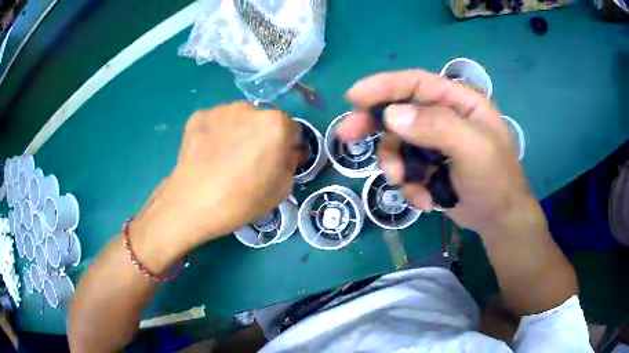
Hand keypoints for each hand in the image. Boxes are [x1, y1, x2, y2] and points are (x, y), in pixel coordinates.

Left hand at [134, 102, 298, 254]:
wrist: (194, 203)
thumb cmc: (243, 199)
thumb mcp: (282, 189)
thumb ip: (290, 163)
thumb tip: (285, 152)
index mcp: (276, 124)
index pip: (291, 130)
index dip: (286, 147)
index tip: (277, 162)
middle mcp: (249, 108)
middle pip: (263, 121)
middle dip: (262, 136)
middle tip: (248, 161)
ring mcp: (221, 109)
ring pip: (238, 119)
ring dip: (238, 132)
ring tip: (224, 158)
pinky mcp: (199, 116)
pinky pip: (215, 123)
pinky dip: (215, 134)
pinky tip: (207, 154)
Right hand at [337, 70, 540, 235]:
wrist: (499, 220)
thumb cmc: (496, 181)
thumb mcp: (474, 150)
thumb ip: (437, 127)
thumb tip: (391, 116)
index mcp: (459, 102)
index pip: (416, 83)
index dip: (384, 86)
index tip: (354, 97)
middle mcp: (444, 117)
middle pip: (399, 110)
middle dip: (374, 124)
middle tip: (348, 136)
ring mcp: (435, 143)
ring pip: (398, 144)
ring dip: (395, 165)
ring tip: (404, 183)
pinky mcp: (429, 166)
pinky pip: (405, 168)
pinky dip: (409, 185)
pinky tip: (426, 200)